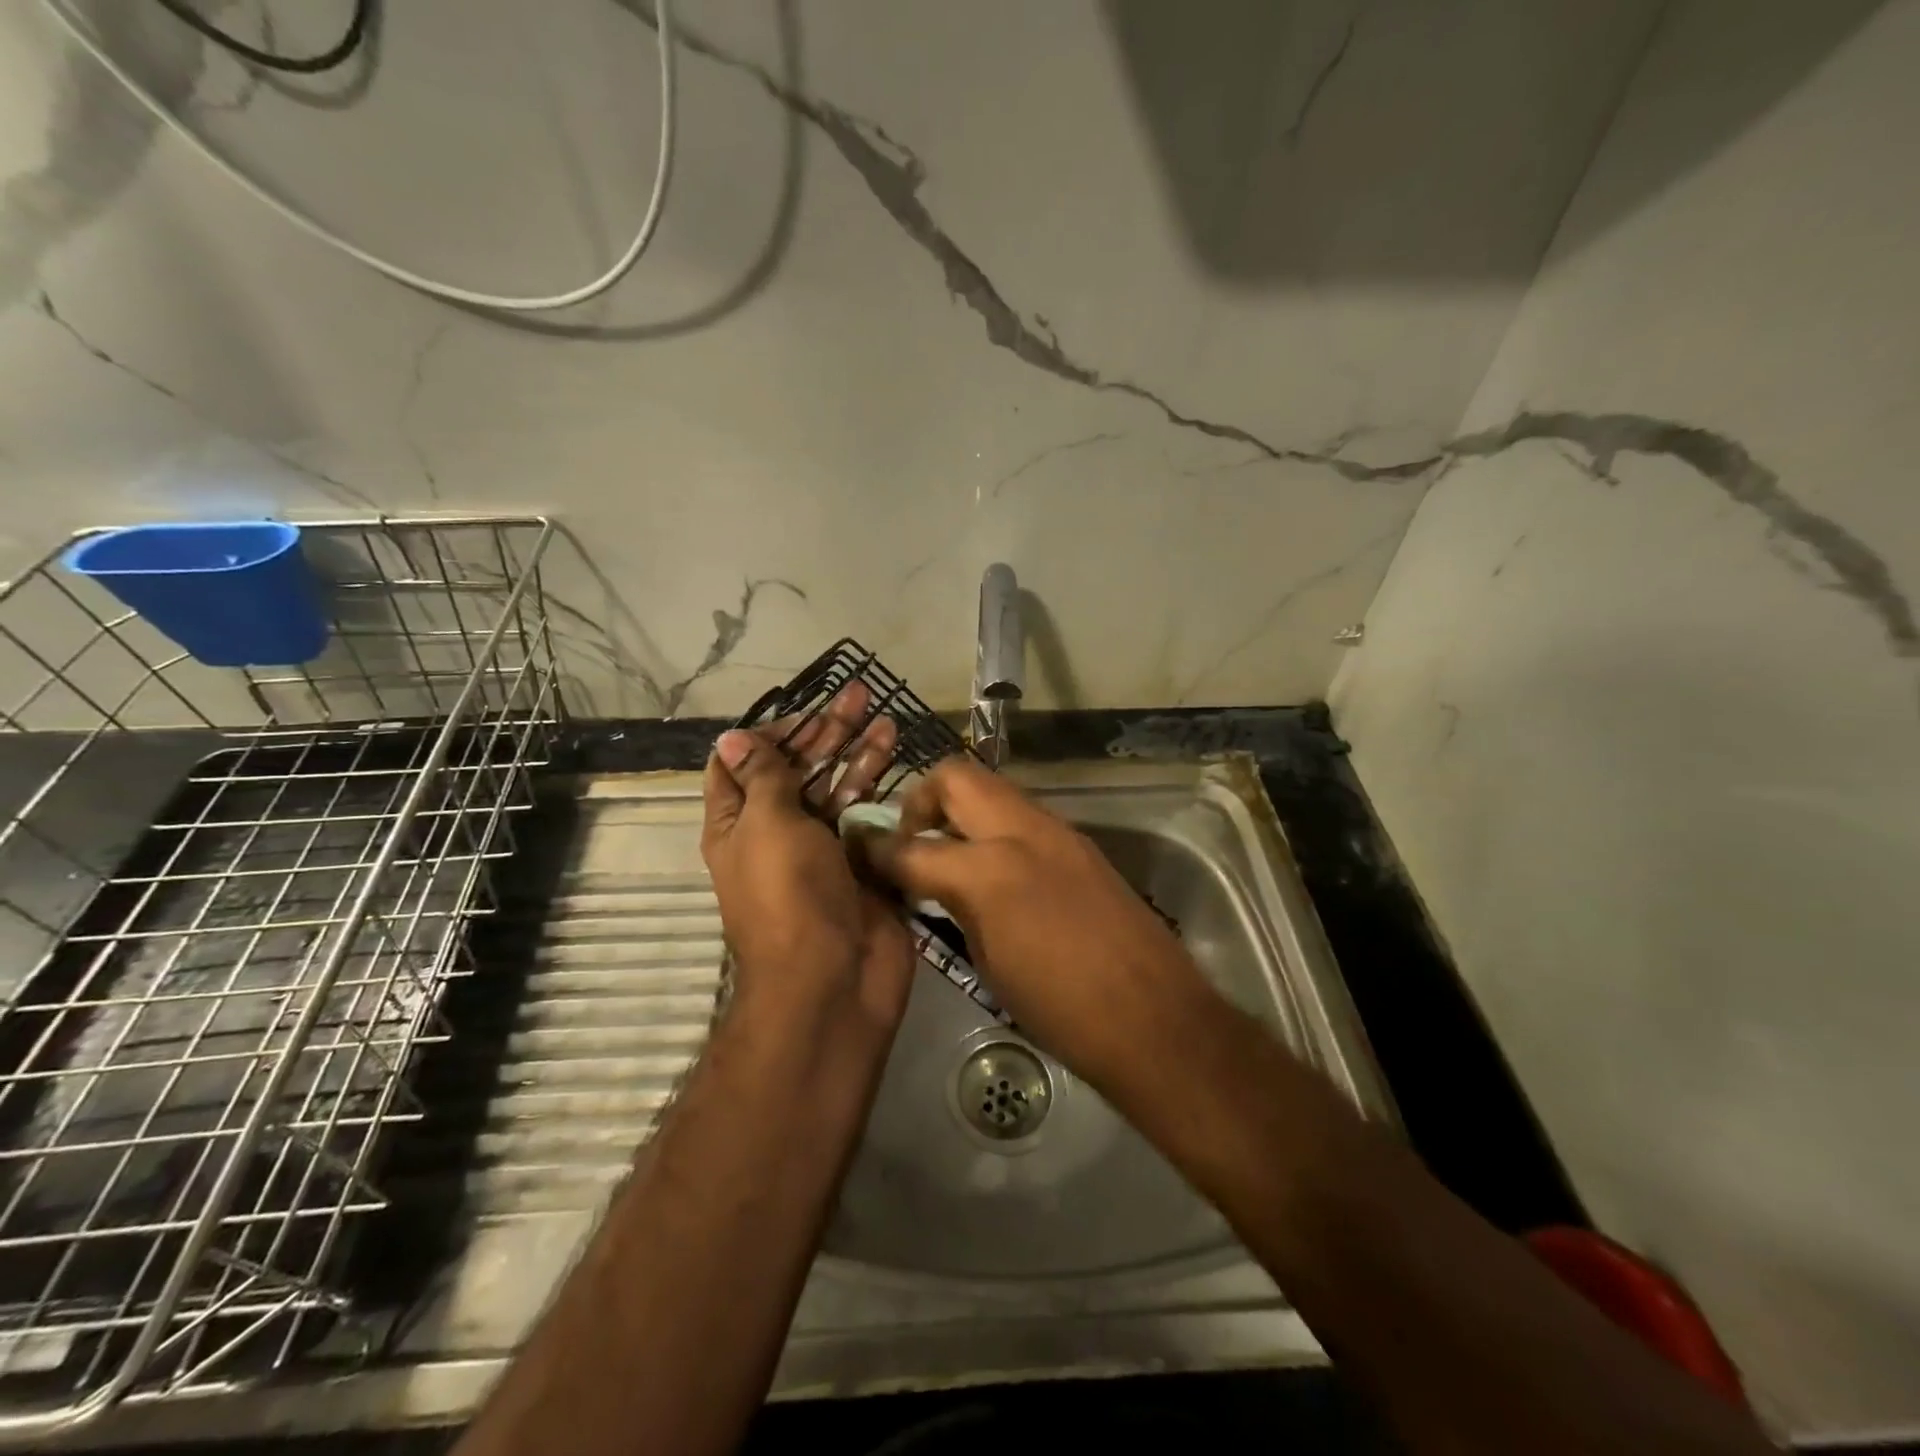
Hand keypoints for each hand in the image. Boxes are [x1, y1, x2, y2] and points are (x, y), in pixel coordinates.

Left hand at [701, 686, 916, 1034]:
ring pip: (837, 787)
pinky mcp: (860, 863)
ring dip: (856, 750)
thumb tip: (732, 738)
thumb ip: (762, 778)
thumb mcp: (766, 825)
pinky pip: (868, 816)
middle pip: (797, 769)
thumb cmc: (789, 896)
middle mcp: (777, 833)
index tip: (801, 713)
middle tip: (856, 695)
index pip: (740, 765)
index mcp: (738, 825)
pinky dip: (880, 785)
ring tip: (883, 713)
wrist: (835, 980)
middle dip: (823, 732)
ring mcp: (822, 849)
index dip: (766, 734)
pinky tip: (897, 758)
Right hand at [861, 755, 1207, 1082]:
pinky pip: (1023, 814)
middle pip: (955, 777)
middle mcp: (1021, 832)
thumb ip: (952, 905)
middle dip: (921, 800)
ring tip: (950, 854)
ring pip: (992, 788)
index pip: (912, 846)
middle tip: (912, 841)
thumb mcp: (987, 962)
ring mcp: (1057, 830)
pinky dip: (995, 827)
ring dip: (961, 809)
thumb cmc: (1060, 1009)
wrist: (1153, 1017)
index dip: (878, 851)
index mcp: (988, 871)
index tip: (862, 855)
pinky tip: (995, 869)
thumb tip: (926, 883)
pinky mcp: (1081, 842)